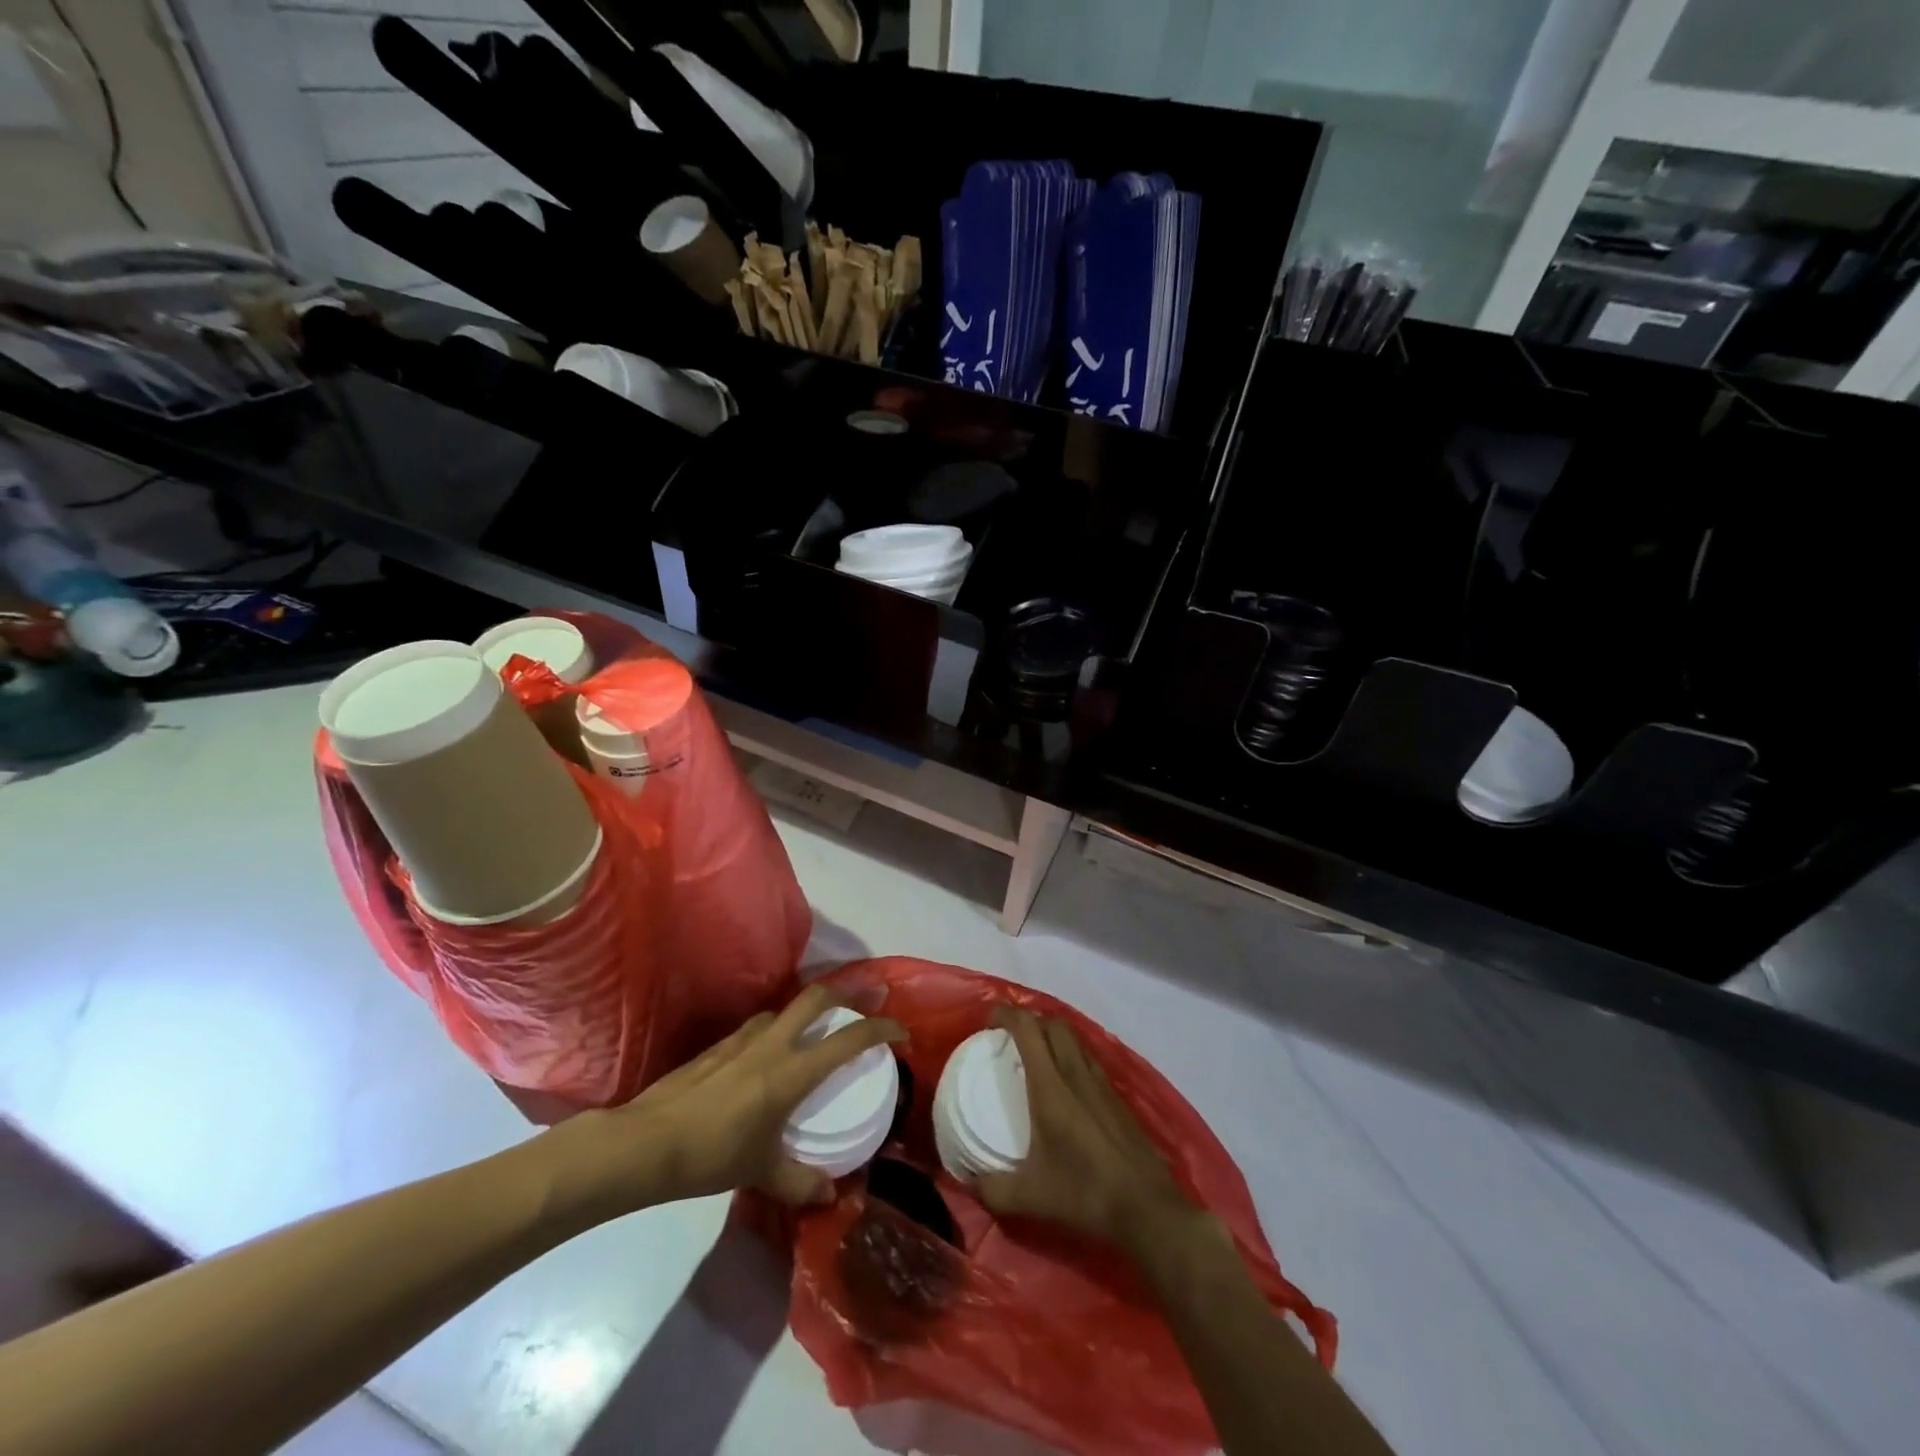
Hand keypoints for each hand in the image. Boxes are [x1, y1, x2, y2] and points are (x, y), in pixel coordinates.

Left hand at [542, 984, 905, 1219]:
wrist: (646, 1143)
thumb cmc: (712, 1155)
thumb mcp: (761, 1172)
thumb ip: (798, 1181)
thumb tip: (830, 1194)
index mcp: (792, 1071)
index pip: (849, 1039)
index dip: (880, 1028)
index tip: (901, 1030)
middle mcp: (773, 1043)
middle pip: (817, 997)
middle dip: (848, 993)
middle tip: (867, 998)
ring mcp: (743, 1039)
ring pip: (785, 1008)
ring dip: (807, 1011)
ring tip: (815, 1029)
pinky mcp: (718, 1045)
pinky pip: (759, 1026)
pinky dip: (776, 1029)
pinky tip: (767, 1053)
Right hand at [976, 1007, 1194, 1251]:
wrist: (1146, 1207)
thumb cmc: (1084, 1193)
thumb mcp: (1030, 1197)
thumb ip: (992, 1189)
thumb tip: (967, 1182)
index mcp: (1051, 1086)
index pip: (1028, 1028)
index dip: (1006, 1014)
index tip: (988, 1022)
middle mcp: (1076, 1073)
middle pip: (1053, 1024)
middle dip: (1029, 1020)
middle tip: (1010, 1038)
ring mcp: (1100, 1082)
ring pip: (1074, 1039)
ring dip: (1052, 1035)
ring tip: (1035, 1055)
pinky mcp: (1117, 1097)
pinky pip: (1089, 1059)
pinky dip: (1071, 1055)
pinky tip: (1066, 1083)